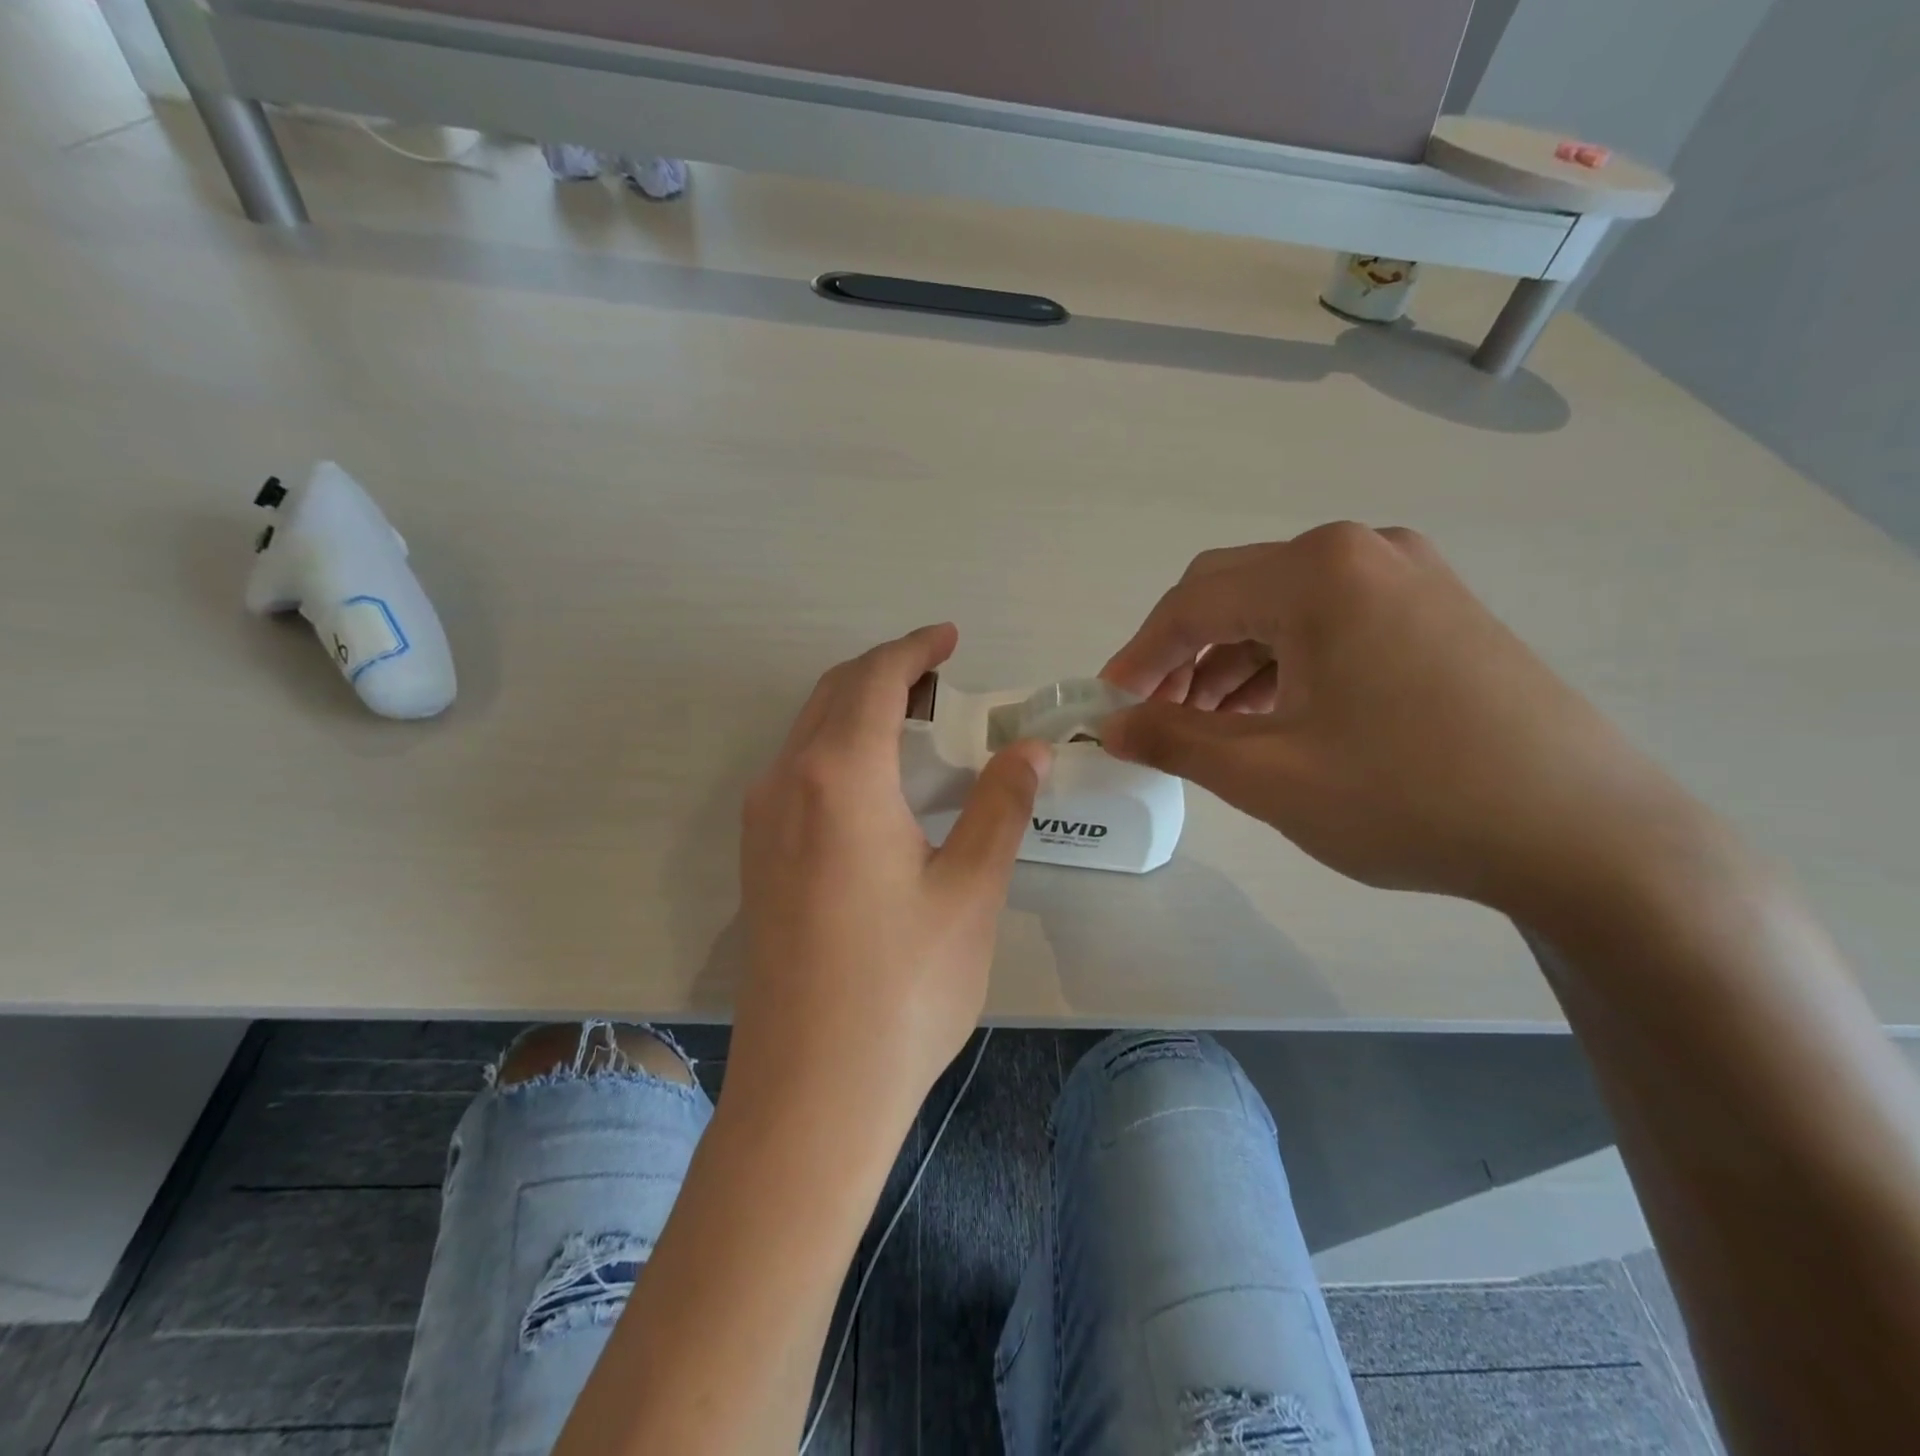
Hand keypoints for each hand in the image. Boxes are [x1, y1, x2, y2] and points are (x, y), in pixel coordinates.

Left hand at [730, 624, 1049, 1121]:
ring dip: (859, 708)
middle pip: (834, 693)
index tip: (951, 638)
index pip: (876, 680)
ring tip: (918, 723)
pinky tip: (877, 783)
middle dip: (887, 671)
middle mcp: (787, 782)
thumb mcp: (970, 891)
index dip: (916, 649)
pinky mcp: (757, 858)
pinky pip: (797, 770)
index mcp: (840, 776)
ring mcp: (762, 822)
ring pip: (809, 730)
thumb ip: (1000, 807)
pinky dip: (838, 747)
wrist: (811, 1091)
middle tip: (943, 678)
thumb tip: (1026, 749)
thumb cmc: (903, 988)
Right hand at [1099, 524, 1702, 917]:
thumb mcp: (1268, 775)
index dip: (1137, 656)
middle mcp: (1362, 551)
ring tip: (1212, 727)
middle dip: (1182, 655)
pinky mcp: (1439, 609)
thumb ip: (1173, 740)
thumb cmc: (1409, 798)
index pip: (1191, 602)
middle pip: (1234, 592)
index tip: (1107, 705)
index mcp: (1317, 573)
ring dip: (1232, 661)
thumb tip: (1110, 725)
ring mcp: (1410, 575)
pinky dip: (1286, 663)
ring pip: (1283, 608)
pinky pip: (1331, 621)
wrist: (1587, 836)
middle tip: (1155, 717)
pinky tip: (1276, 715)